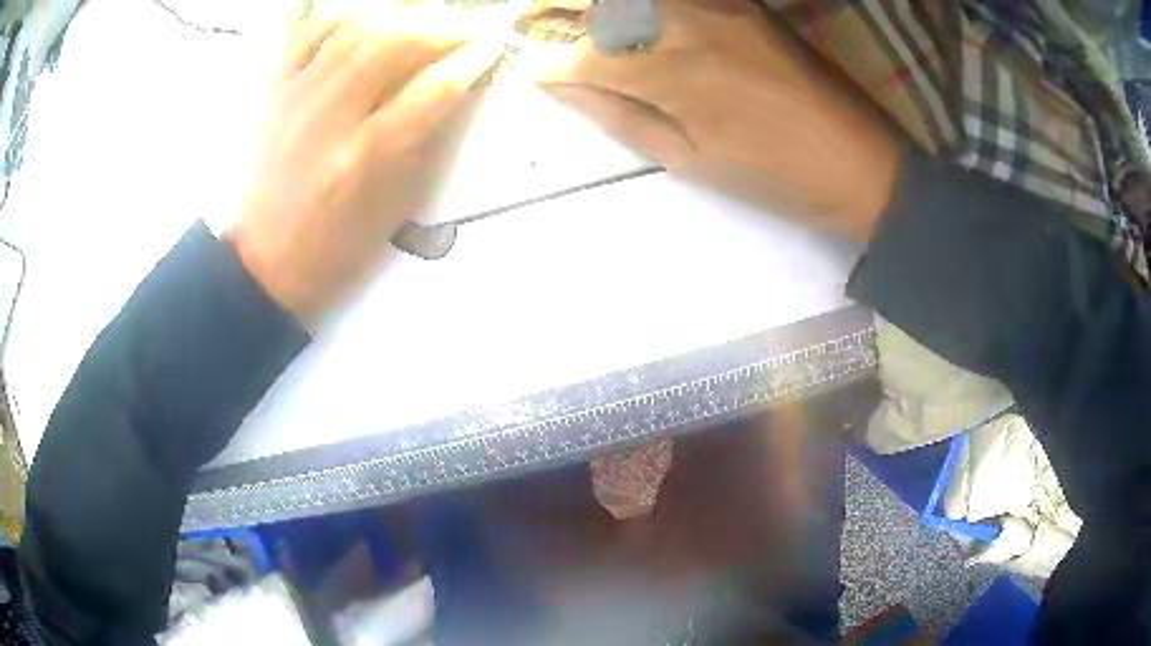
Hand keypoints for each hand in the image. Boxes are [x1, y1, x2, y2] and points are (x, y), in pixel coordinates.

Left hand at [229, 16, 502, 325]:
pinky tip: (369, 20)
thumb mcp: (396, 203)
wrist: (268, 259)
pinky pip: (309, 31)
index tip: (495, 45)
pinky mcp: (273, 91)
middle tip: (470, 27)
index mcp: (367, 157)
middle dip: (444, 26)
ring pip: (355, 28)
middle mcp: (329, 117)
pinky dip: (345, 16)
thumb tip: (457, 81)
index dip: (471, 59)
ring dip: (402, 15)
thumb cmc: (339, 242)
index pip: (433, 88)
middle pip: (394, 43)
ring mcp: (295, 97)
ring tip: (427, 21)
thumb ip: (427, 136)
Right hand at [520, 0, 898, 241]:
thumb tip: (563, 88)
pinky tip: (628, 14)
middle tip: (528, 24)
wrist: (860, 163)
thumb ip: (619, 116)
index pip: (583, 56)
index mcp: (671, 74)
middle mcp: (686, 22)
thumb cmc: (774, 177)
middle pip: (601, 5)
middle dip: (552, 12)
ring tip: (575, 18)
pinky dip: (642, 2)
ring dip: (595, 4)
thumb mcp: (689, 160)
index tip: (529, 68)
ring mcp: (719, 4)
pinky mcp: (745, 2)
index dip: (547, 63)